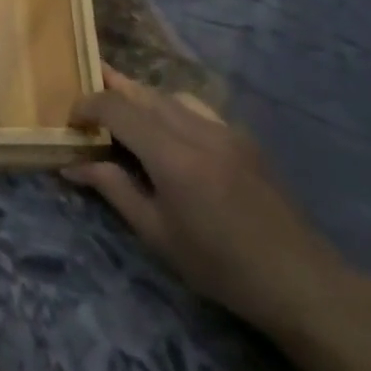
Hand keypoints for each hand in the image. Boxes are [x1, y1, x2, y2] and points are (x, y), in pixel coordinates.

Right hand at [65, 66, 345, 336]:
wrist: (299, 280)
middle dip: (111, 89)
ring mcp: (225, 130)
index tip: (71, 121)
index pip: (118, 108)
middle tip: (85, 96)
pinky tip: (167, 131)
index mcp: (173, 156)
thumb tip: (72, 164)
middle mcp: (198, 130)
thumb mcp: (157, 234)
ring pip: (170, 95)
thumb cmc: (220, 266)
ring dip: (141, 97)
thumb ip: (114, 189)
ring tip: (121, 110)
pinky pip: (196, 108)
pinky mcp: (242, 137)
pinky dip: (170, 108)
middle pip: (144, 93)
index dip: (87, 105)